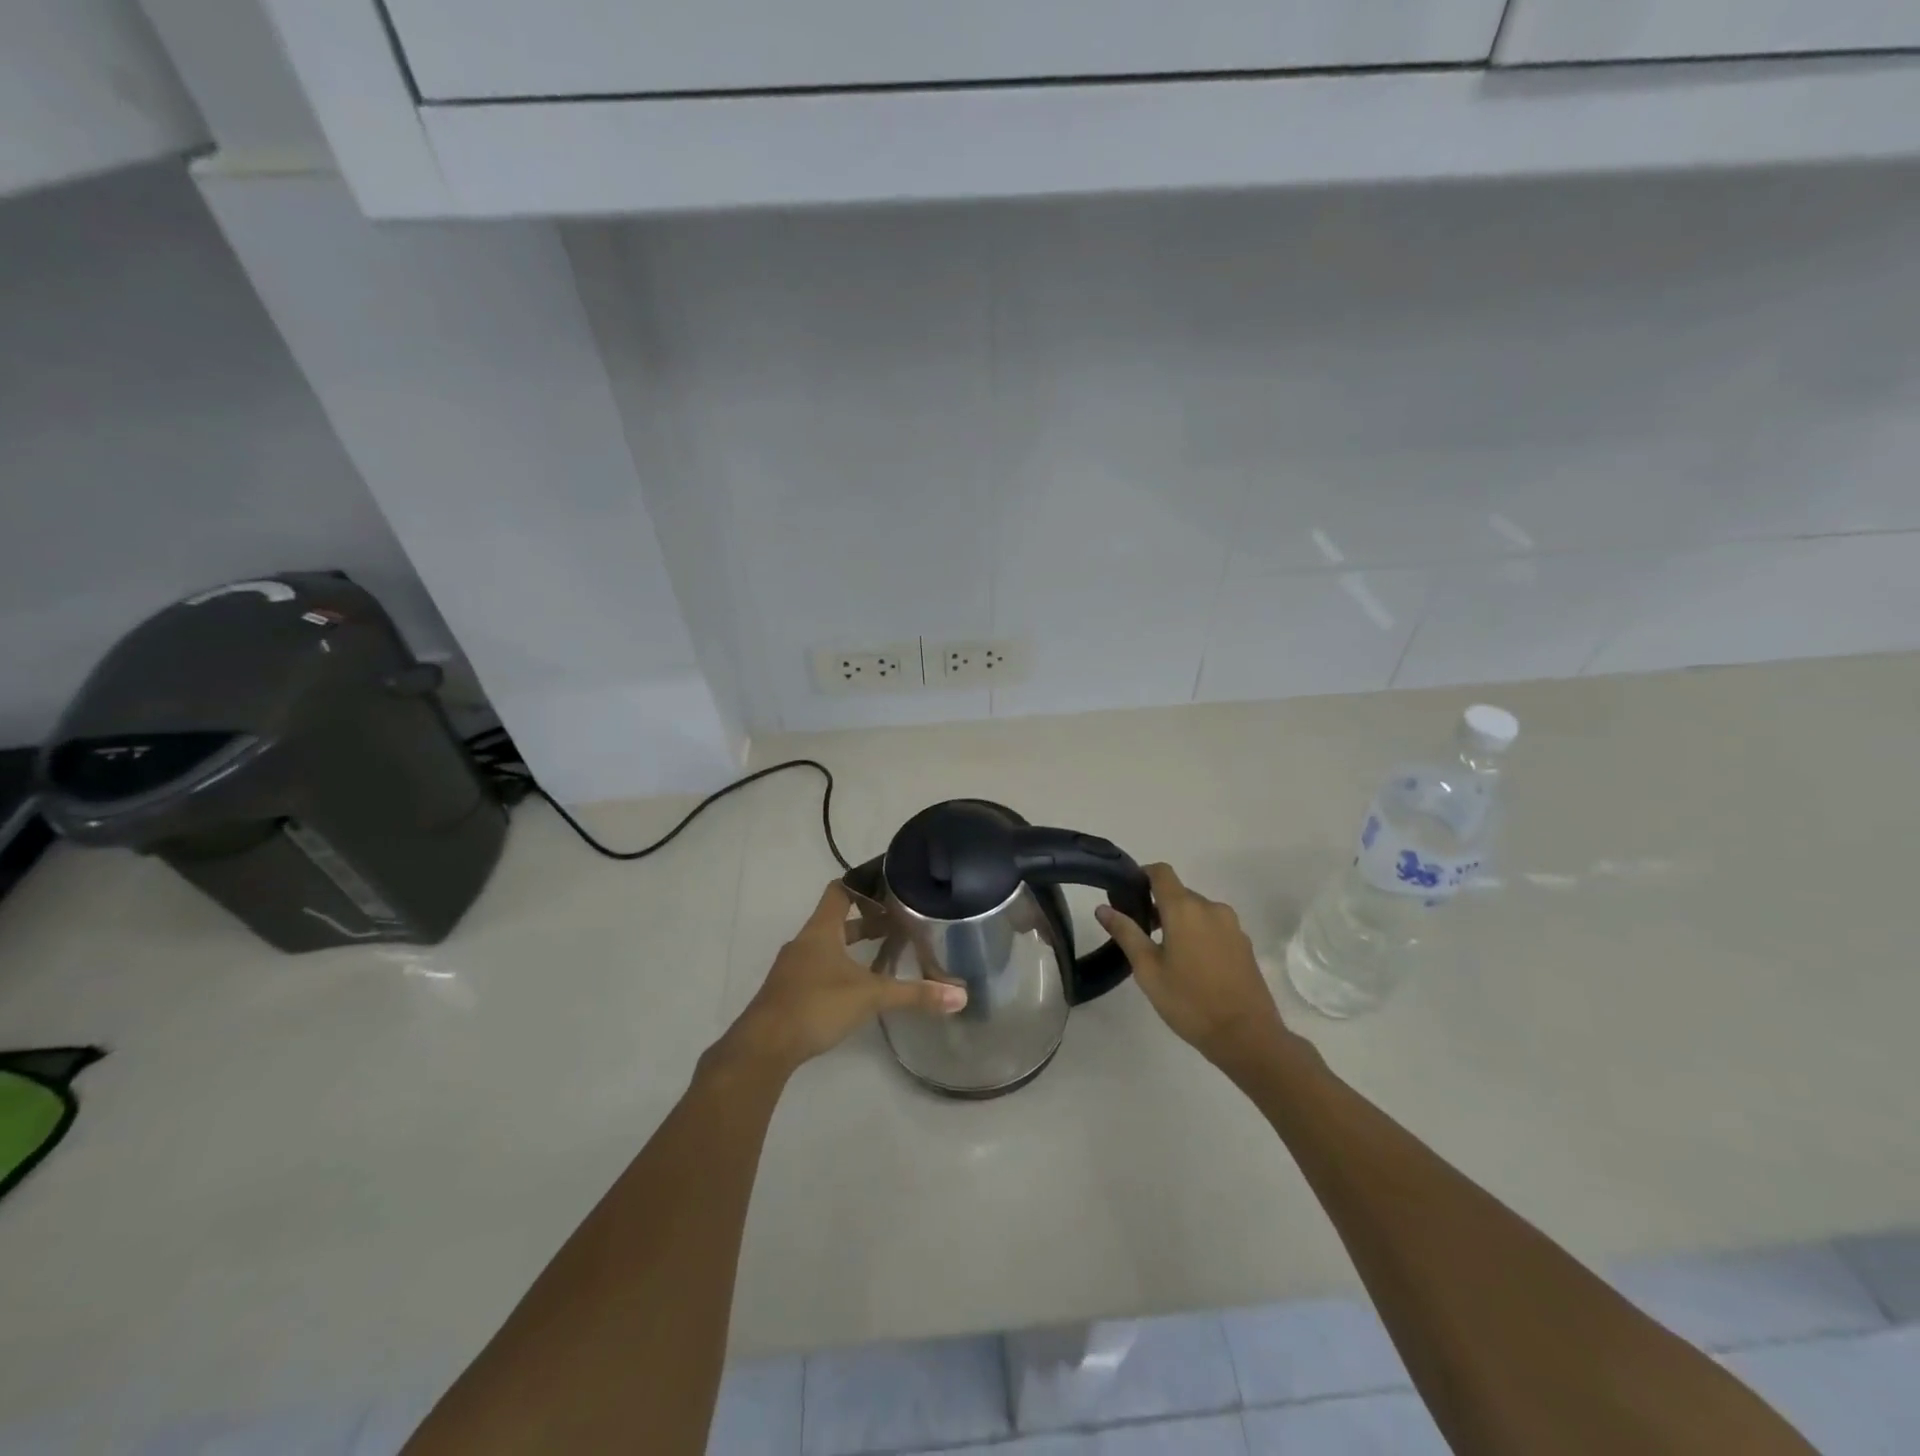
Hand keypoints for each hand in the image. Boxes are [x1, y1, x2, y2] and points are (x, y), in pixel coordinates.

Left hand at [716, 881, 965, 1076]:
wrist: (763, 1048)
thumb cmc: (816, 1005)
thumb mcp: (870, 997)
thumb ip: (914, 995)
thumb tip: (960, 996)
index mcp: (820, 930)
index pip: (840, 891)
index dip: (863, 884)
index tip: (889, 884)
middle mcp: (805, 943)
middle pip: (837, 920)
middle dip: (867, 921)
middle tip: (899, 922)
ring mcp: (793, 969)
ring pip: (828, 947)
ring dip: (854, 947)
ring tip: (886, 954)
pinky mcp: (789, 993)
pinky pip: (819, 969)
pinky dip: (841, 969)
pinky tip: (859, 988)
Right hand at [1097, 863, 1296, 1068]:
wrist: (1247, 1036)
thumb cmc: (1189, 1001)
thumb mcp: (1148, 969)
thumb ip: (1126, 933)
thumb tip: (1103, 908)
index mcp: (1185, 909)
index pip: (1161, 872)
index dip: (1142, 875)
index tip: (1128, 894)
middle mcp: (1211, 908)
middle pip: (1179, 893)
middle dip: (1158, 906)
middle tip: (1141, 935)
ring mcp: (1232, 926)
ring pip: (1197, 911)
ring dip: (1179, 922)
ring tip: (1166, 955)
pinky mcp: (1244, 944)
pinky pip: (1215, 927)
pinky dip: (1199, 935)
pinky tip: (1193, 966)